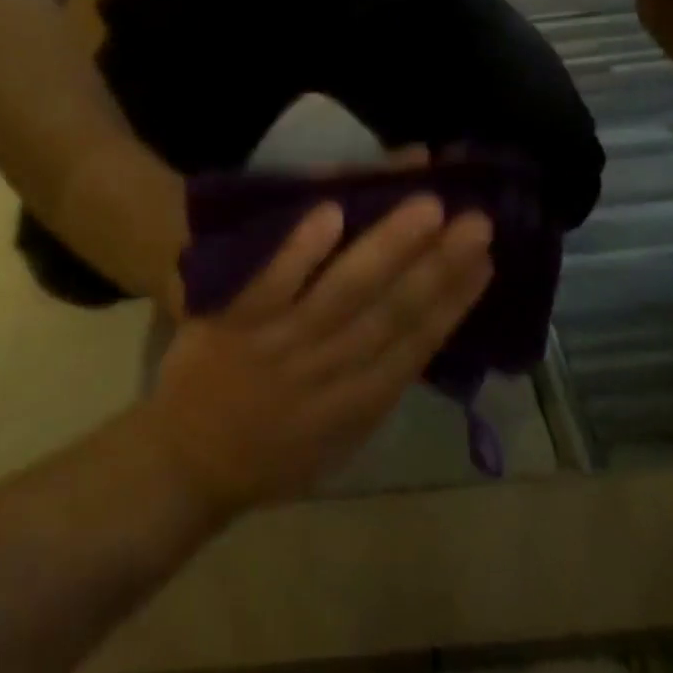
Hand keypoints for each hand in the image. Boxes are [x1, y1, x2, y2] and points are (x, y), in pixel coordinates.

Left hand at [142, 196, 493, 514]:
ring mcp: (283, 343)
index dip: (456, 301)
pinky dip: (302, 250)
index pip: (418, 343)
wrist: (185, 466)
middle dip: (440, 266)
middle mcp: (330, 369)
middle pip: (394, 311)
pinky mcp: (237, 322)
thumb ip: (375, 388)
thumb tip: (418, 335)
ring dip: (388, 247)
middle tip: (478, 220)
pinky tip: (332, 211)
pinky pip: (273, 282)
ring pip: (345, 291)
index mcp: (358, 402)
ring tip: (428, 206)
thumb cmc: (268, 457)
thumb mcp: (338, 442)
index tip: (487, 260)